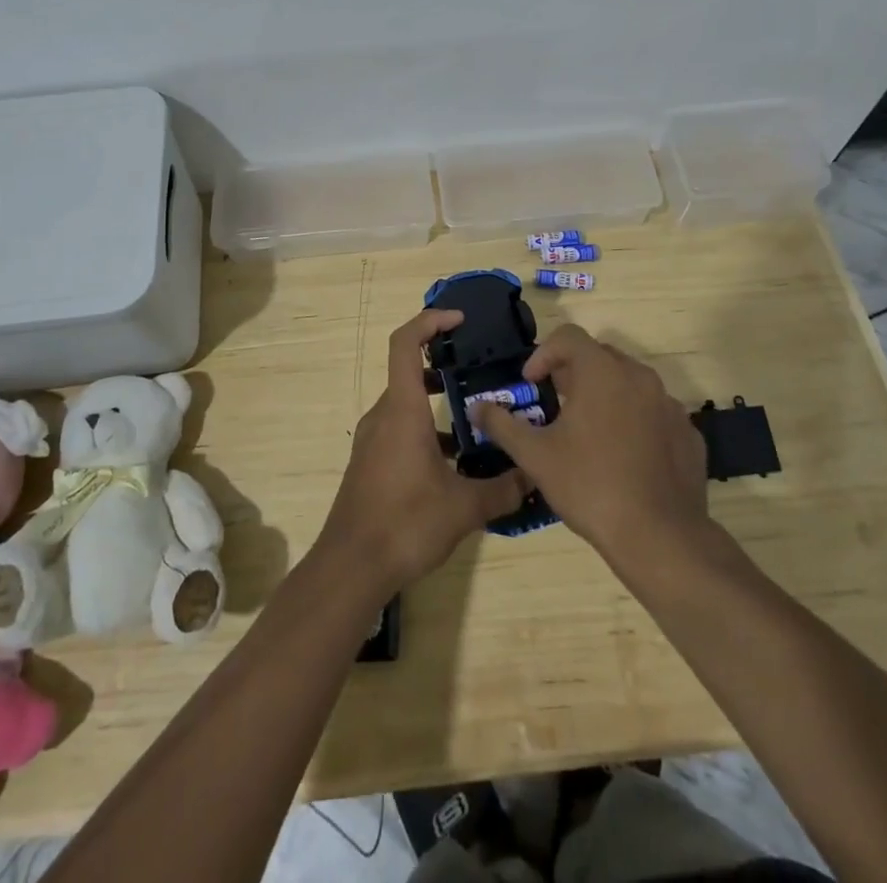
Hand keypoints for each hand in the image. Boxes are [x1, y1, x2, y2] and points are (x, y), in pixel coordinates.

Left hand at [318, 309, 529, 595]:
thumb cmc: (405, 523)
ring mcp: (373, 440)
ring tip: (478, 419)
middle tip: (481, 372)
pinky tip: (456, 462)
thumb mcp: (464, 507)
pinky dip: (427, 431)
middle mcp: (384, 415)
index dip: (430, 321)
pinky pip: (401, 430)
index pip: (405, 343)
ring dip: (438, 403)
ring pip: (407, 404)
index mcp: (402, 410)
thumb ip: (503, 489)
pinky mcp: (371, 463)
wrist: (351, 566)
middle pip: (409, 372)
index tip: (460, 320)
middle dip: (444, 365)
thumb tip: (535, 478)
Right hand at [472, 324, 709, 566]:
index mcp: (602, 372)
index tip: (531, 383)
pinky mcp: (689, 433)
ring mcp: (670, 405)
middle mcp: (640, 377)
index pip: (569, 337)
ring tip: (589, 430)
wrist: (659, 536)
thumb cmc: (589, 486)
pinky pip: (655, 412)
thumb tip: (477, 407)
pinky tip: (623, 455)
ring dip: (605, 394)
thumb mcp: (535, 456)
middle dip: (574, 372)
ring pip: (630, 383)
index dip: (544, 354)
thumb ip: (502, 425)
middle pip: (600, 356)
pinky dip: (635, 420)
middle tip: (556, 404)